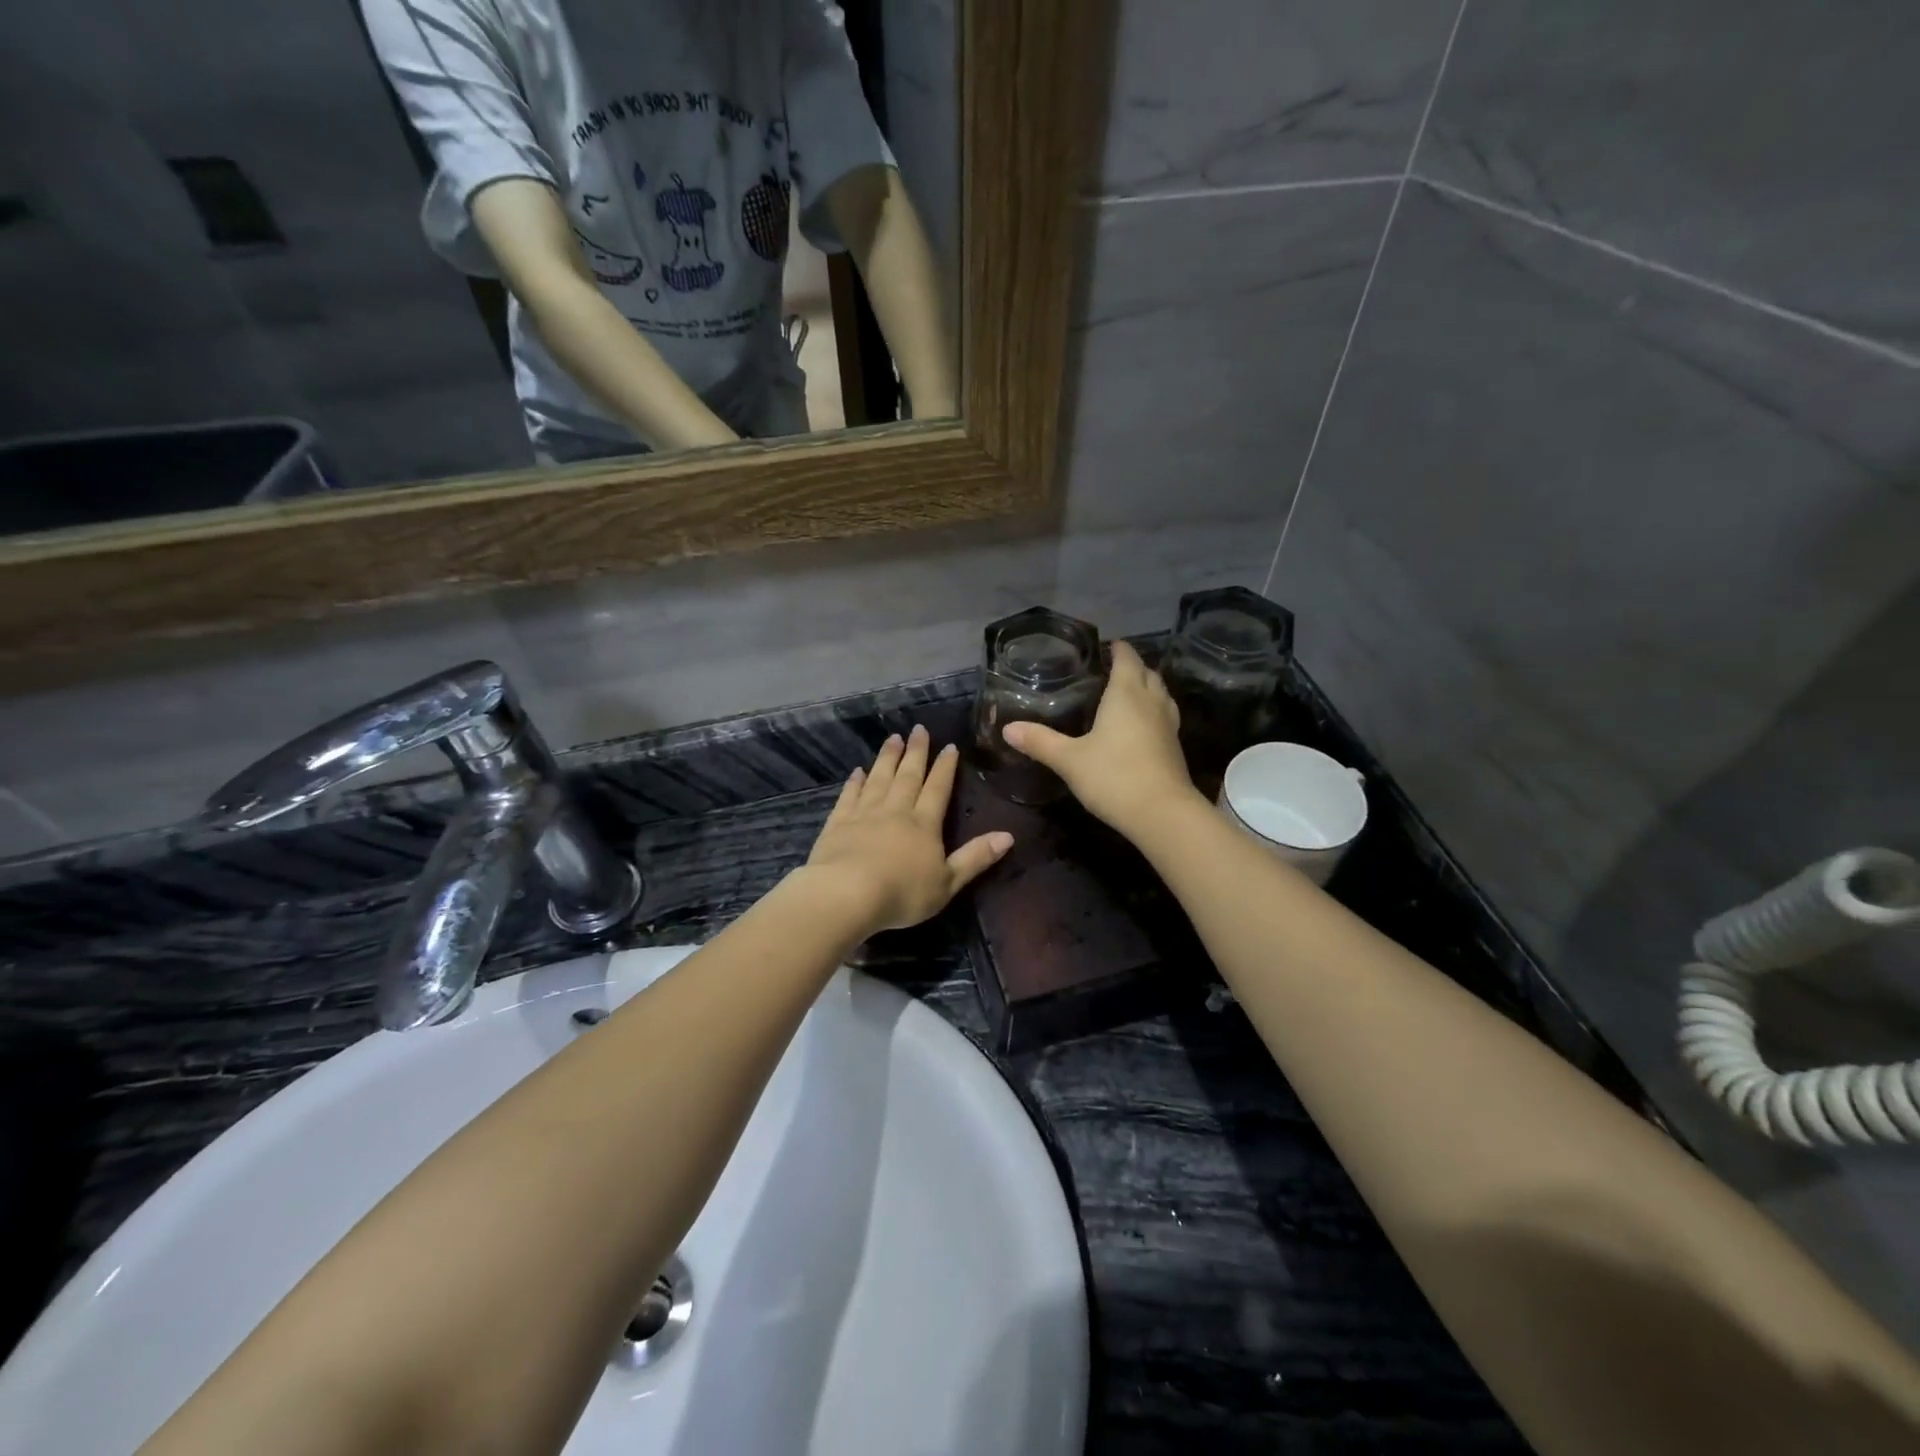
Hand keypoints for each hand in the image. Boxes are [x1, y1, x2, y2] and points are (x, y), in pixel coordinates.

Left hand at [805, 724, 1013, 933]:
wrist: (848, 893)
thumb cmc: (903, 893)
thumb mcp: (948, 882)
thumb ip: (975, 858)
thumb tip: (1008, 835)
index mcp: (924, 824)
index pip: (938, 789)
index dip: (945, 767)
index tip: (949, 746)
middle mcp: (896, 811)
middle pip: (908, 776)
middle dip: (916, 752)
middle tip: (919, 729)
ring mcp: (865, 814)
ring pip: (879, 778)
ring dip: (888, 758)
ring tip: (893, 738)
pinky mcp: (839, 822)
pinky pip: (849, 796)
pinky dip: (855, 782)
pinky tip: (858, 771)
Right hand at [1002, 641, 1203, 840]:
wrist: (1162, 814)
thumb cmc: (1114, 777)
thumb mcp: (1069, 760)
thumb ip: (1040, 741)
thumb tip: (1007, 728)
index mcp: (1126, 695)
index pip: (1127, 659)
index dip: (1118, 649)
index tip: (1107, 644)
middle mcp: (1151, 703)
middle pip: (1148, 674)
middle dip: (1133, 667)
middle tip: (1113, 668)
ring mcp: (1168, 725)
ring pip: (1161, 695)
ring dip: (1148, 687)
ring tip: (1129, 692)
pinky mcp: (1174, 748)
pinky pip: (1165, 716)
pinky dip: (1153, 711)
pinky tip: (1140, 726)